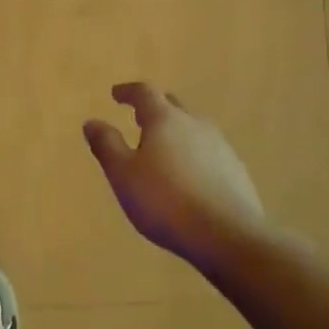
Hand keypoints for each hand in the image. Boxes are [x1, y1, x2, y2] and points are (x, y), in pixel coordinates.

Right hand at [84, 83, 279, 270]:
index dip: (128, 91)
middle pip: (172, 106)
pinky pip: (209, 153)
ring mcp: (221, 147)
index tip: (116, 95)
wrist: (228, 237)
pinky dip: (193, 156)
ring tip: (162, 151)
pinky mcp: (236, 171)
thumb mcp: (123, 174)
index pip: (145, 93)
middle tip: (138, 119)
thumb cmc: (165, 201)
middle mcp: (195, 125)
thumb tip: (92, 122)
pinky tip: (188, 178)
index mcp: (165, 120)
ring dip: (176, 134)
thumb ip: (107, 145)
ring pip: (193, 130)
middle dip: (154, 109)